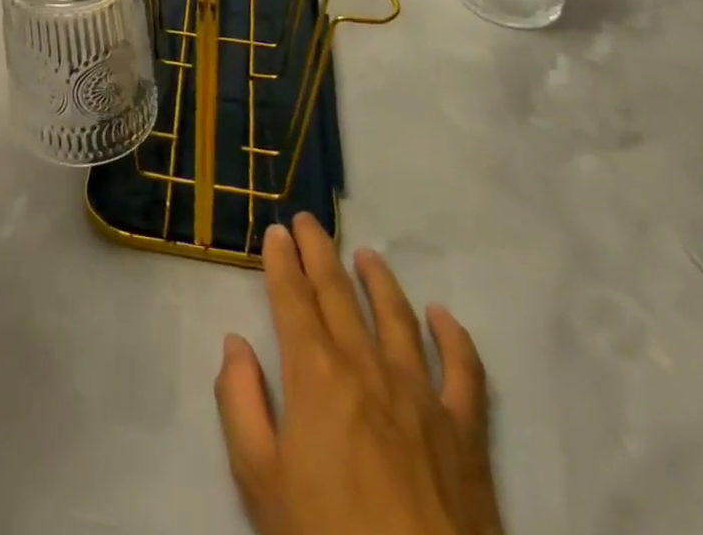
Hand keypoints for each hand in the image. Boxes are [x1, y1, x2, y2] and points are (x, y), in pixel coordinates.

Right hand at [216, 215, 502, 534]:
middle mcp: (366, 366)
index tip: (276, 231)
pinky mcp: (466, 432)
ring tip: (365, 255)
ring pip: (396, 316)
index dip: (281, 261)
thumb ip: (240, 403)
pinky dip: (453, 337)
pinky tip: (442, 316)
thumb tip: (235, 344)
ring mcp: (421, 395)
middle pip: (338, 292)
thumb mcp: (259, 482)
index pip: (292, 298)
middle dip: (319, 251)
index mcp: (314, 374)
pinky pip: (464, 371)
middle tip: (308, 221)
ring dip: (378, 279)